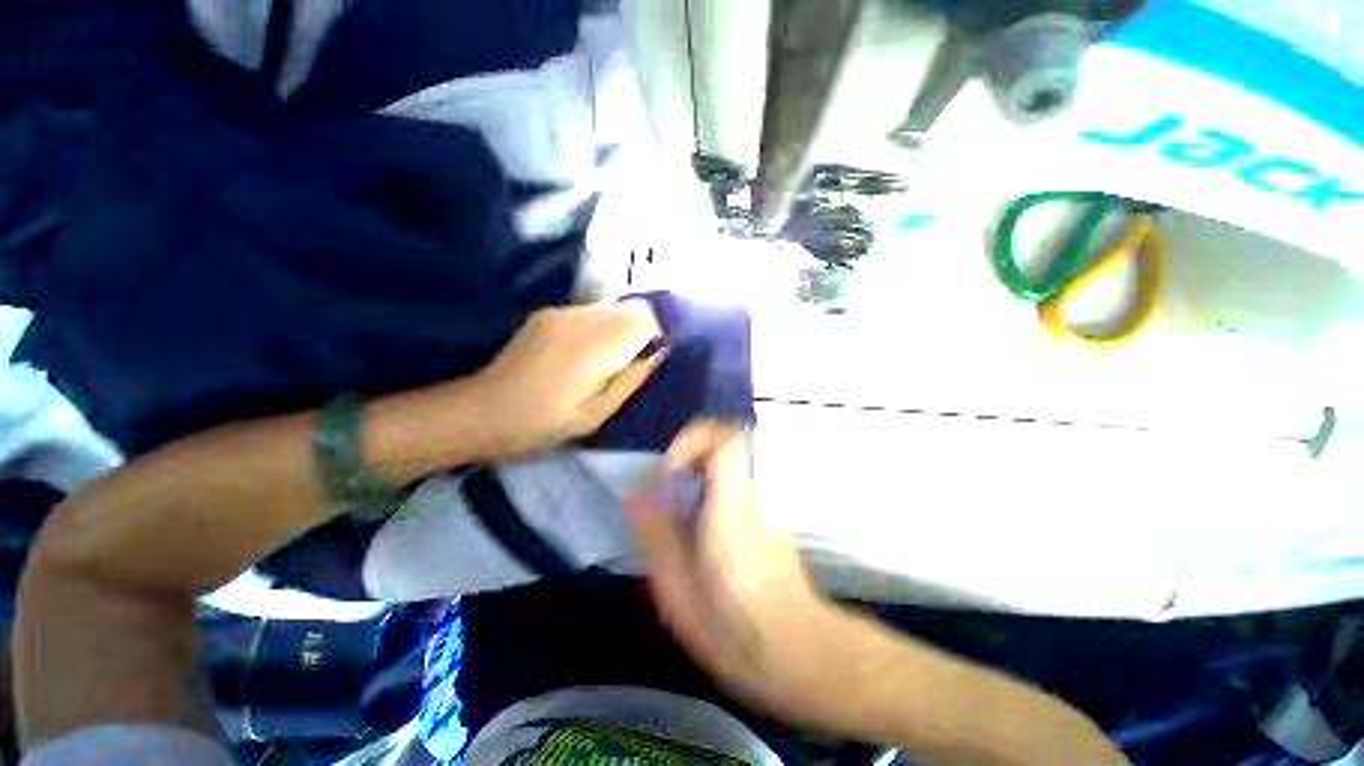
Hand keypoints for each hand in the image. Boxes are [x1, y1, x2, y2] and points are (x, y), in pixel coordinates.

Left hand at [471, 302, 663, 459]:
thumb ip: (633, 379)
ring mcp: (563, 312)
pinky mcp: (548, 313)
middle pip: (632, 307)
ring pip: (611, 308)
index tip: (661, 355)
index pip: (648, 319)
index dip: (662, 333)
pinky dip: (601, 327)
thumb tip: (660, 354)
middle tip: (641, 359)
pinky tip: (588, 352)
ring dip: (622, 327)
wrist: (483, 410)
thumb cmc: (546, 422)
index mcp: (599, 343)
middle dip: (644, 329)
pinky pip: (590, 312)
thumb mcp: (599, 412)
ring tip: (614, 358)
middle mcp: (584, 317)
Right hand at [630, 423, 855, 724]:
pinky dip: (716, 483)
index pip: (727, 442)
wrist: (801, 654)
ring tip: (682, 498)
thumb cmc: (735, 631)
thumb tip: (638, 496)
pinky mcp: (770, 516)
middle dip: (698, 447)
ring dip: (705, 465)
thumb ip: (656, 536)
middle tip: (673, 476)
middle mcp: (754, 496)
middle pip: (734, 442)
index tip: (670, 467)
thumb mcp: (679, 591)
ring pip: (737, 460)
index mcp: (732, 509)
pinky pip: (740, 480)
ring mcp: (767, 504)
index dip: (695, 438)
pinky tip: (701, 521)